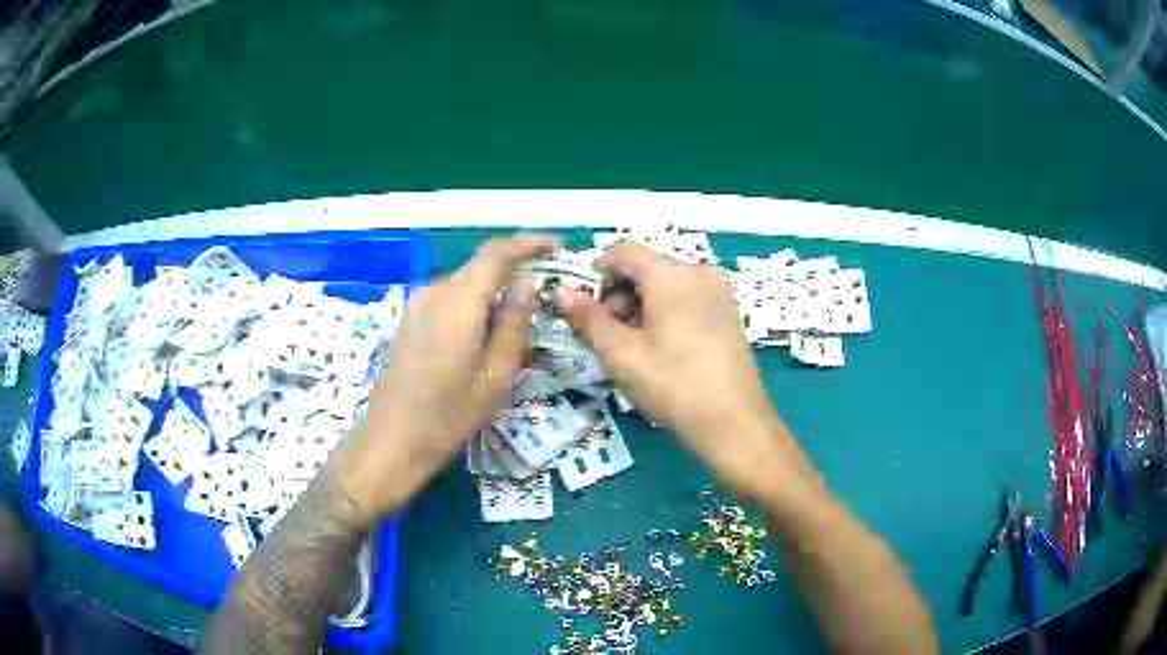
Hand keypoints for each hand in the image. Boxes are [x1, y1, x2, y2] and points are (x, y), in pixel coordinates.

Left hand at [329, 234, 555, 524]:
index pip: (496, 253)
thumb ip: (514, 323)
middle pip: (481, 267)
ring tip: (516, 328)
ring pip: (465, 284)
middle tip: (544, 298)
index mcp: (457, 303)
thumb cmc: (448, 416)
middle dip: (514, 273)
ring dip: (493, 294)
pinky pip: (450, 299)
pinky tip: (484, 337)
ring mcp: (416, 305)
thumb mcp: (496, 376)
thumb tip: (527, 283)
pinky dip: (473, 307)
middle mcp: (433, 292)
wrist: (391, 442)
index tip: (556, 246)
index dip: (529, 243)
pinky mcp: (409, 319)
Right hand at [554, 241, 807, 500]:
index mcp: (671, 275)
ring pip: (667, 283)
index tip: (591, 312)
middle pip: (646, 267)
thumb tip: (561, 292)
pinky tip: (667, 349)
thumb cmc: (672, 386)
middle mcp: (699, 271)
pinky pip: (689, 297)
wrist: (733, 423)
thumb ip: (588, 318)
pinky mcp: (730, 311)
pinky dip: (668, 312)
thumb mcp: (621, 354)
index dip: (598, 275)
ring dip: (643, 305)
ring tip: (639, 349)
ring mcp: (720, 291)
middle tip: (613, 338)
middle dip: (621, 295)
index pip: (623, 251)